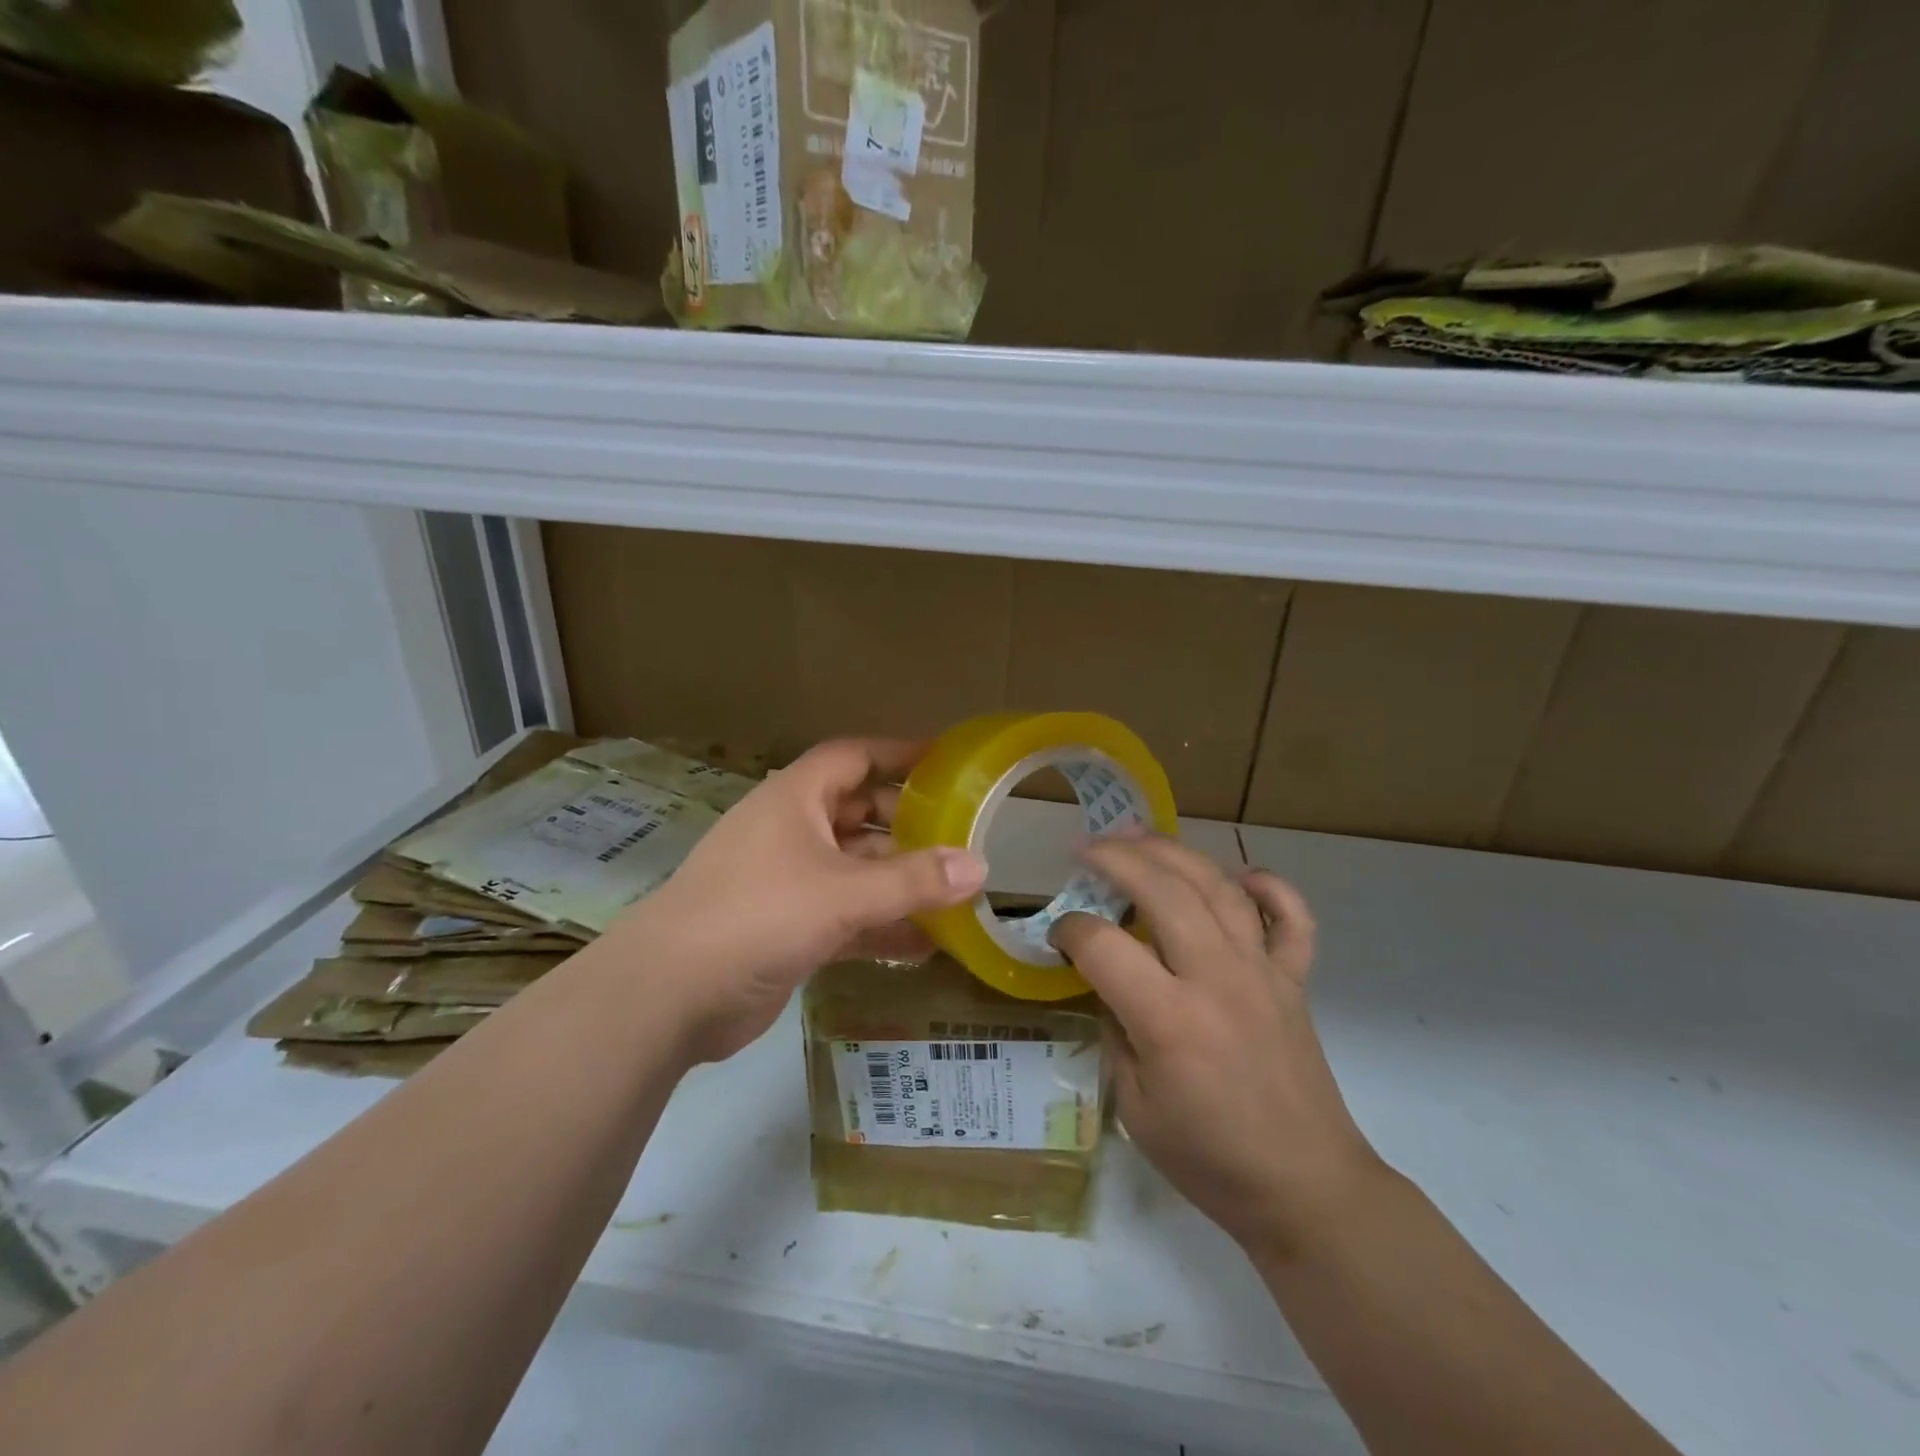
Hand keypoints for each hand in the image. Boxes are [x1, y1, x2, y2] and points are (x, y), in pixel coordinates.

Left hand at [611, 738, 986, 1061]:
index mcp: (794, 799)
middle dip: (907, 825)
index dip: (897, 754)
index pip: (853, 757)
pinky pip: (844, 916)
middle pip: (858, 815)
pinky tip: (923, 946)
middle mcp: (790, 832)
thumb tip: (979, 866)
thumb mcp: (843, 892)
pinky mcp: (785, 928)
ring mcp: (786, 882)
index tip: (945, 762)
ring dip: (898, 882)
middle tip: (960, 836)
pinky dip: (879, 926)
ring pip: (854, 870)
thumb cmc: (757, 915)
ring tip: (955, 894)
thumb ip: (913, 880)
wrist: (669, 995)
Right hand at [1052, 832, 1380, 1257]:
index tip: (1058, 934)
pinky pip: (1291, 919)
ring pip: (1218, 887)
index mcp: (1169, 1020)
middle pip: (1163, 891)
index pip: (1104, 946)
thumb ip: (1115, 1032)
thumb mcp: (1133, 1107)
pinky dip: (1269, 887)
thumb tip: (1108, 982)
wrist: (1306, 1189)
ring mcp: (1263, 973)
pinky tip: (1241, 874)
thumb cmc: (1209, 1159)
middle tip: (1086, 847)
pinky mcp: (1295, 981)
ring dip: (1174, 852)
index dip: (1070, 930)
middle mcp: (1217, 980)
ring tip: (1138, 834)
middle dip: (1116, 859)